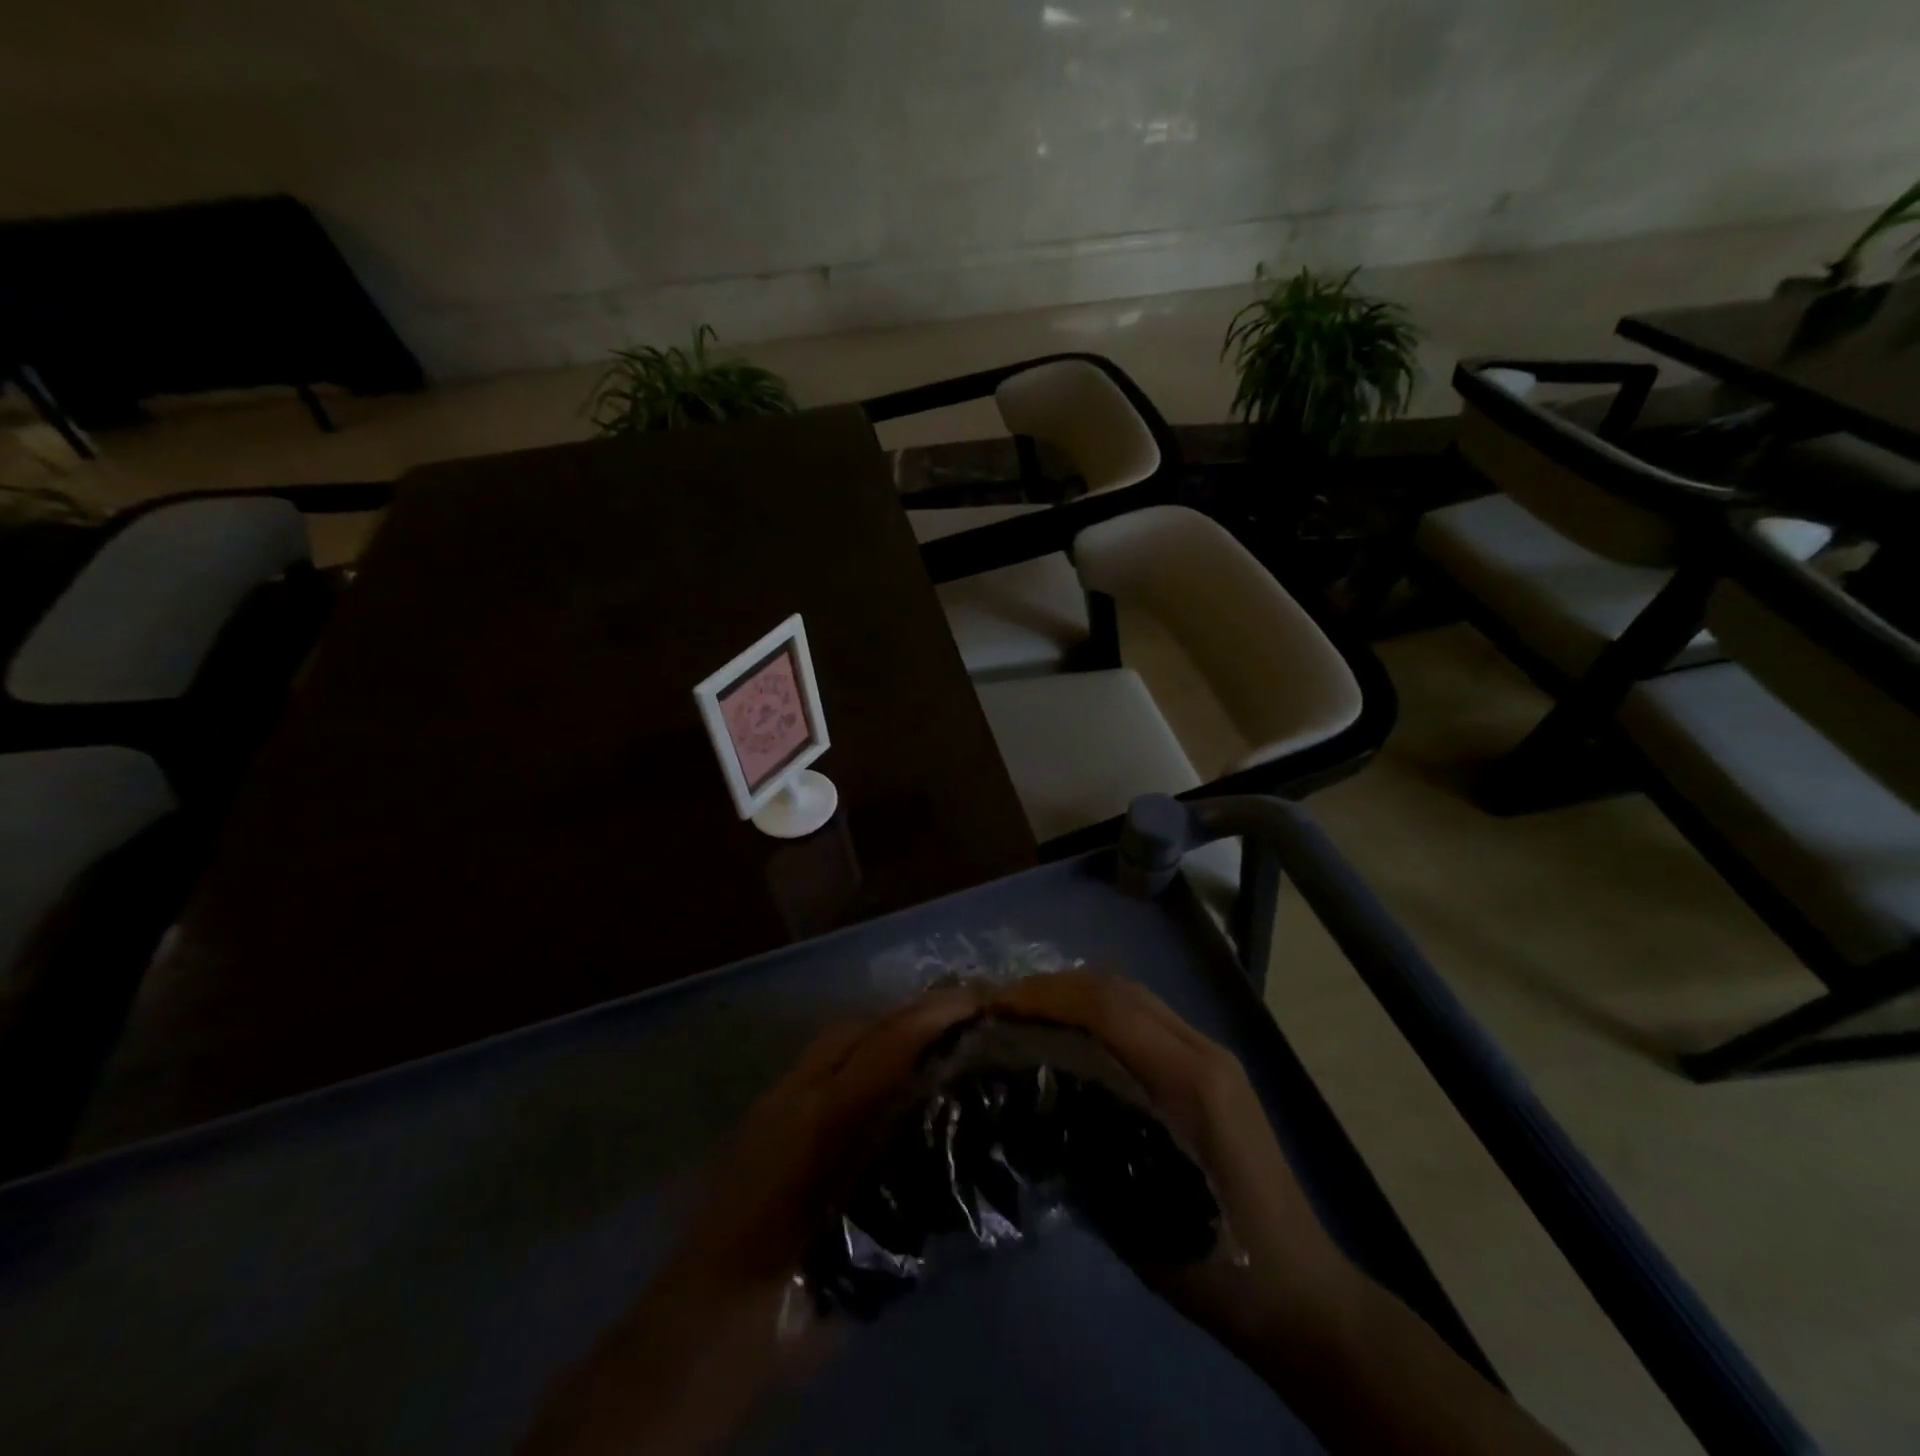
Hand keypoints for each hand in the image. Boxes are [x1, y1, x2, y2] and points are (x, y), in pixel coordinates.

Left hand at [519, 986, 981, 1455]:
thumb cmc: (788, 1296)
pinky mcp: (761, 1119)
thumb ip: (909, 1181)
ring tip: (925, 1048)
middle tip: (958, 1020)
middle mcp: (795, 1096)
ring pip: (834, 1044)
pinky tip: (877, 1088)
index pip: (886, 1046)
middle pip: (858, 1029)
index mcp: (822, 1122)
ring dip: (881, 1034)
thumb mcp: (866, 1245)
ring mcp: (772, 1103)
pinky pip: (818, 1067)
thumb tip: (953, 1133)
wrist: (697, 1325)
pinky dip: (855, 1059)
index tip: (977, 1001)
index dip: (934, 1016)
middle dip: (909, 1015)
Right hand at [988, 972, 1567, 1455]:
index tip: (996, 1007)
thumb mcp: (1139, 1214)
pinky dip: (1102, 1012)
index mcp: (1190, 1080)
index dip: (1046, 996)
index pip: (1107, 1006)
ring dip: (1077, 994)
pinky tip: (1075, 1036)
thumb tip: (1028, 1096)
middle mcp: (1203, 1049)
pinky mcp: (1214, 1066)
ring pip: (1133, 994)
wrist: (1303, 1292)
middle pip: (1118, 986)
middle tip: (1003, 1007)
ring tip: (1029, 1015)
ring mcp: (1213, 1053)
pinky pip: (1147, 1016)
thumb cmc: (1221, 1265)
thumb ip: (1088, 1143)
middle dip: (1054, 986)